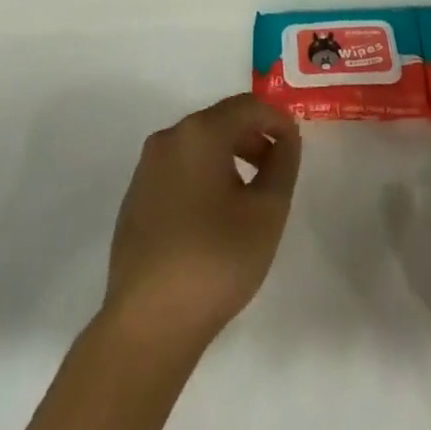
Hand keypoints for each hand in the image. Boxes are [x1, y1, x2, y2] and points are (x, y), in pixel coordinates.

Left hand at [101, 93, 301, 356]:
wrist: (148, 323)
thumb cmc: (216, 260)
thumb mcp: (267, 211)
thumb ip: (283, 164)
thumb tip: (285, 138)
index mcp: (199, 132)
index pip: (247, 106)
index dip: (276, 119)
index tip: (296, 145)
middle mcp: (168, 138)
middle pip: (220, 122)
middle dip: (253, 138)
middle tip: (276, 170)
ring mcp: (146, 168)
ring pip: (197, 146)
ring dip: (228, 158)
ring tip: (249, 195)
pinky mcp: (135, 198)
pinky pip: (178, 170)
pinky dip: (203, 177)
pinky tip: (214, 217)